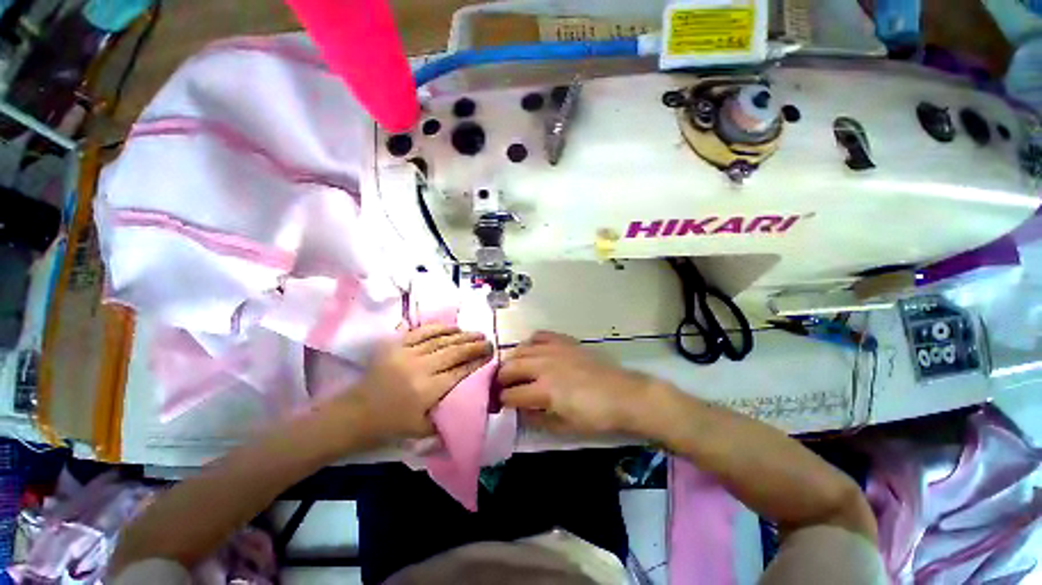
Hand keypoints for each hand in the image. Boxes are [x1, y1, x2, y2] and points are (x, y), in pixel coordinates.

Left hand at [347, 324, 492, 441]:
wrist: (355, 413)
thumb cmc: (391, 424)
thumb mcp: (423, 430)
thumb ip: (448, 416)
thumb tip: (470, 404)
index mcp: (427, 391)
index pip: (460, 372)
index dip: (478, 363)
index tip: (491, 356)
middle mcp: (420, 368)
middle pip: (454, 352)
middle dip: (475, 346)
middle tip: (489, 341)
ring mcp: (407, 353)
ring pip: (441, 340)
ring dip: (462, 335)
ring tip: (477, 333)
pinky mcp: (396, 345)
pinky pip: (423, 332)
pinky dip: (440, 328)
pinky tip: (454, 327)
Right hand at [497, 331, 662, 435]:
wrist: (622, 395)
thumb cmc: (595, 415)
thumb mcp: (564, 425)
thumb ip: (537, 418)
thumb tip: (520, 411)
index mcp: (544, 390)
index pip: (512, 394)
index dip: (502, 400)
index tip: (499, 403)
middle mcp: (544, 365)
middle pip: (511, 367)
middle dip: (500, 378)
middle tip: (500, 385)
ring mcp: (554, 350)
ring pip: (522, 349)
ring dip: (512, 359)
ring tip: (512, 368)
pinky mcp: (564, 341)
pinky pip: (540, 335)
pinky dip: (531, 342)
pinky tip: (531, 350)